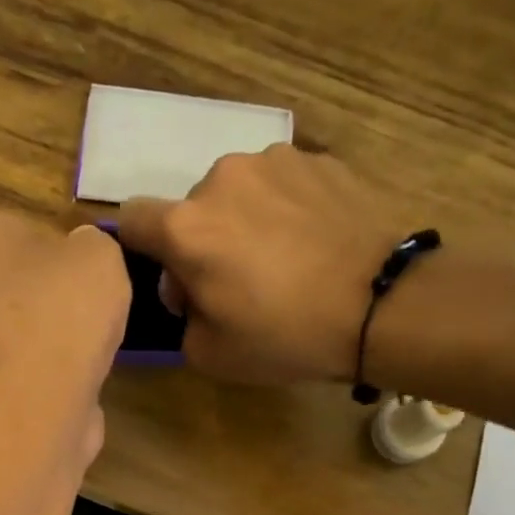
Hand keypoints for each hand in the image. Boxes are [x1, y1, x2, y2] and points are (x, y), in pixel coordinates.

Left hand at [0, 212, 129, 413]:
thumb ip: (92, 243)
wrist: (37, 402)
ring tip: (91, 347)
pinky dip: (49, 371)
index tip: (93, 273)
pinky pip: (26, 366)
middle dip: (55, 294)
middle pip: (22, 280)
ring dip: (54, 336)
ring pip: (24, 326)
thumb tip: (82, 256)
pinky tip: (76, 378)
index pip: (29, 229)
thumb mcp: (101, 254)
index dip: (67, 250)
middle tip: (95, 308)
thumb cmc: (65, 311)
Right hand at [118, 145, 409, 384]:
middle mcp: (221, 179)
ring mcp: (274, 161)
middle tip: (236, 283)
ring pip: (237, 193)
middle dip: (201, 242)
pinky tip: (313, 243)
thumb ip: (181, 317)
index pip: (132, 218)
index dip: (141, 248)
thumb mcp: (209, 354)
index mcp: (186, 227)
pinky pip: (281, 185)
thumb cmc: (285, 335)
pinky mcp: (319, 160)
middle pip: (190, 209)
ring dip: (243, 221)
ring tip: (282, 259)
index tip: (172, 277)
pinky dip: (285, 209)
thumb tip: (190, 291)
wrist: (382, 304)